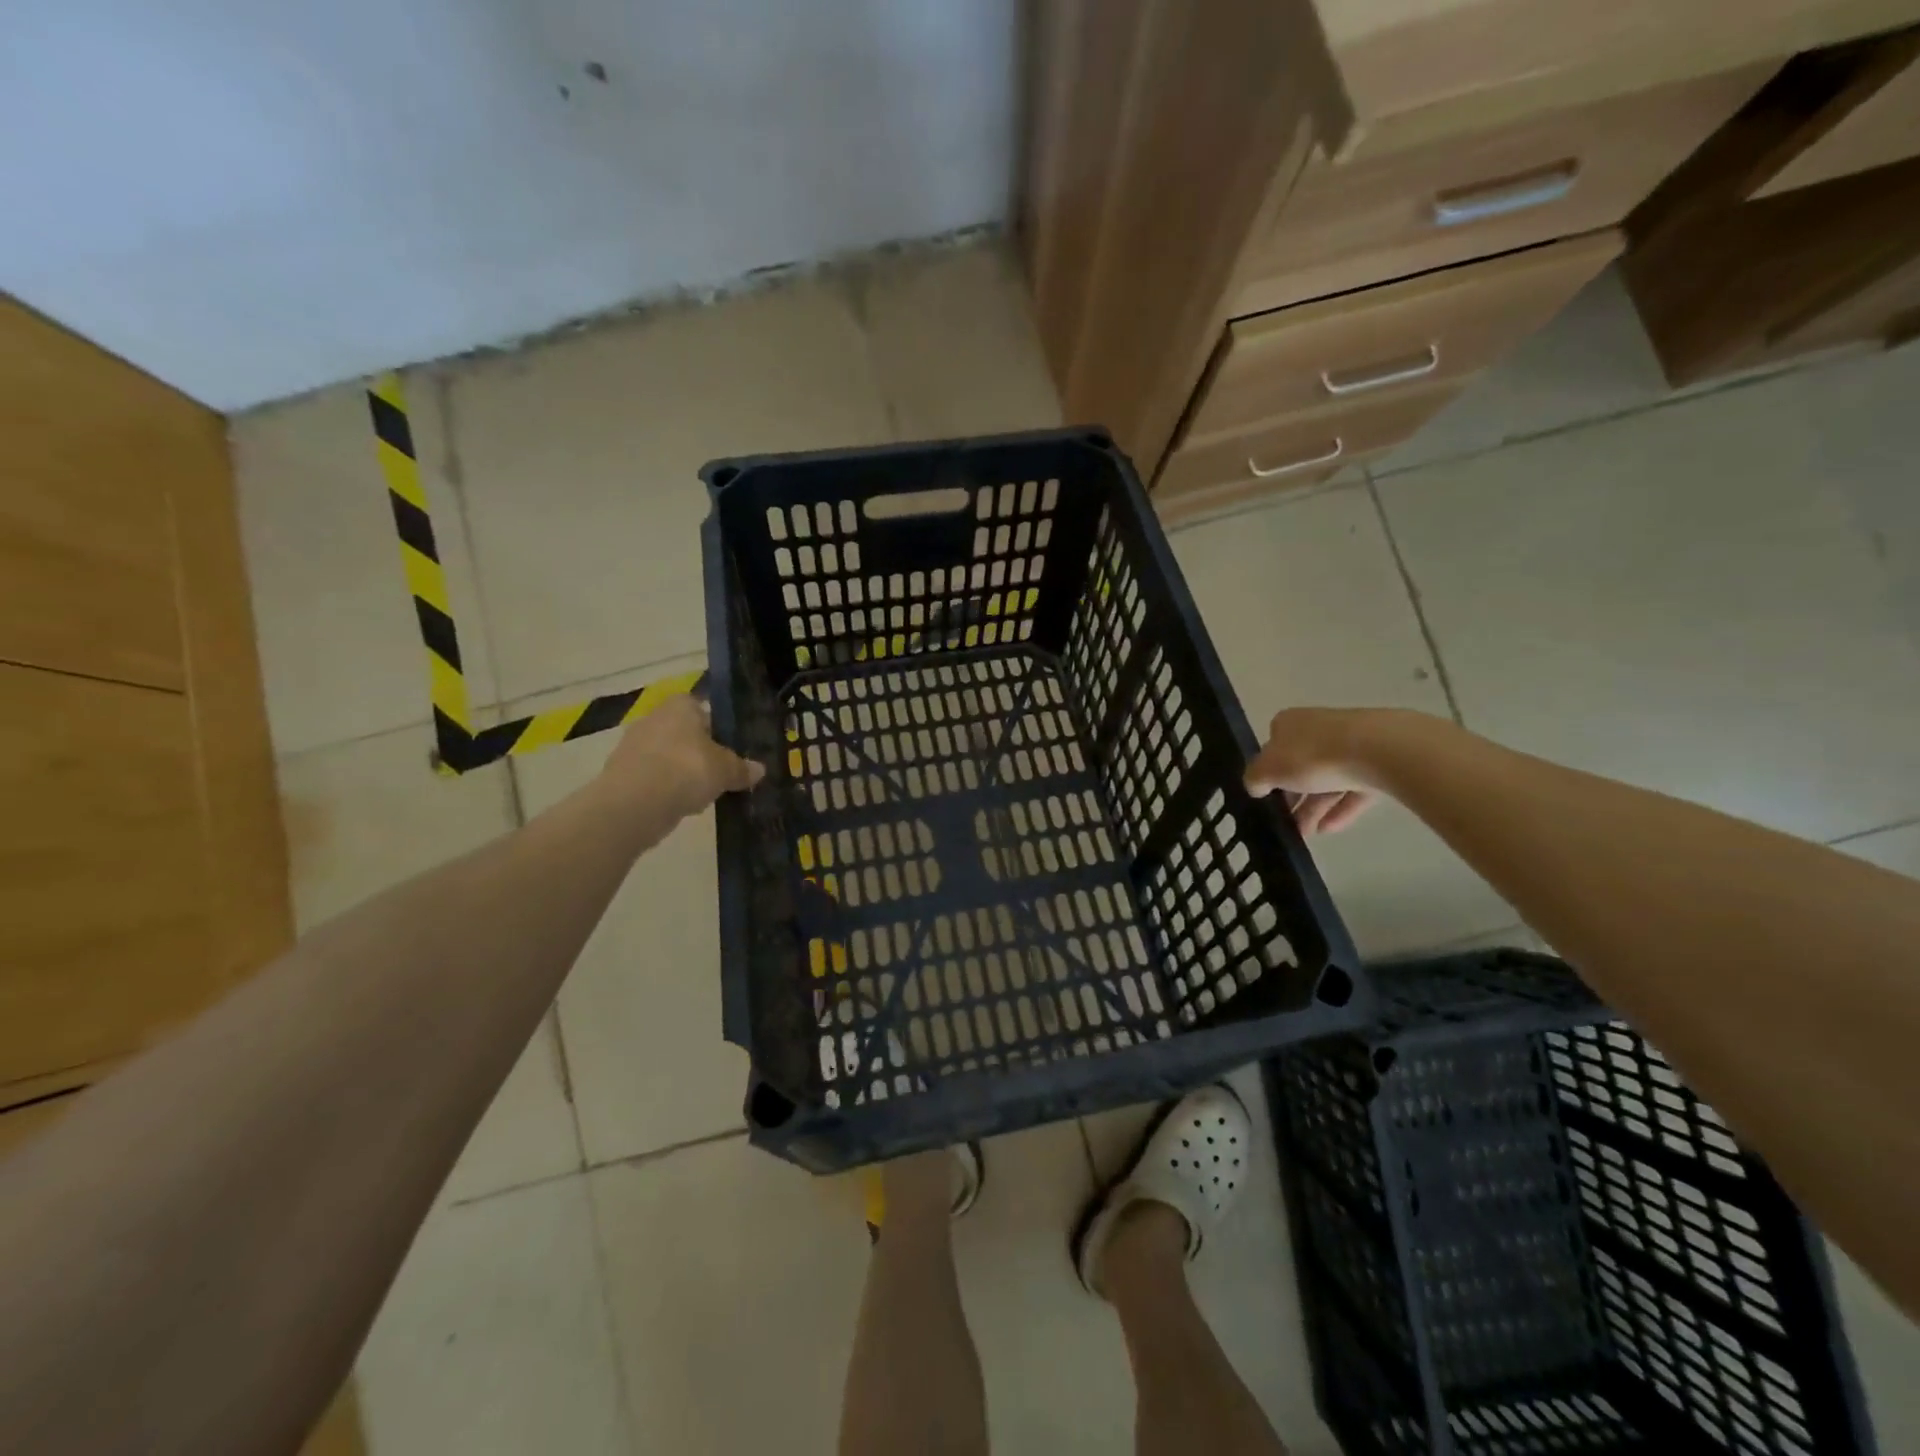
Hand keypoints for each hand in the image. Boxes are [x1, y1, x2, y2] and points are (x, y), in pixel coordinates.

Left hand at [600, 693, 763, 820]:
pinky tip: (681, 806)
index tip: (730, 749)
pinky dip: (666, 789)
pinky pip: (654, 778)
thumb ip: (742, 768)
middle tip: (721, 774)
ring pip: (669, 757)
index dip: (718, 728)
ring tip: (704, 794)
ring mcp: (634, 746)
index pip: (702, 708)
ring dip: (683, 773)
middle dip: (700, 752)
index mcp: (680, 705)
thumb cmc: (687, 770)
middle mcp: (654, 717)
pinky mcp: (622, 774)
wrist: (635, 803)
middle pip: (685, 734)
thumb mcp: (726, 770)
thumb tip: (760, 769)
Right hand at [1244, 707, 1385, 835]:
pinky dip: (1341, 808)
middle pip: (1300, 766)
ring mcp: (1350, 745)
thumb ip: (1255, 779)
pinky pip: (1353, 788)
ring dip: (1314, 808)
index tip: (1266, 798)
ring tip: (1305, 835)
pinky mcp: (1377, 762)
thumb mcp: (1268, 770)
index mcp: (1288, 723)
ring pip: (1327, 779)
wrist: (1378, 751)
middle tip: (1285, 825)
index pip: (1272, 747)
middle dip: (1292, 797)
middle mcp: (1318, 728)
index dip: (1268, 773)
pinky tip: (1330, 829)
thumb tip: (1254, 785)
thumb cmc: (1312, 756)